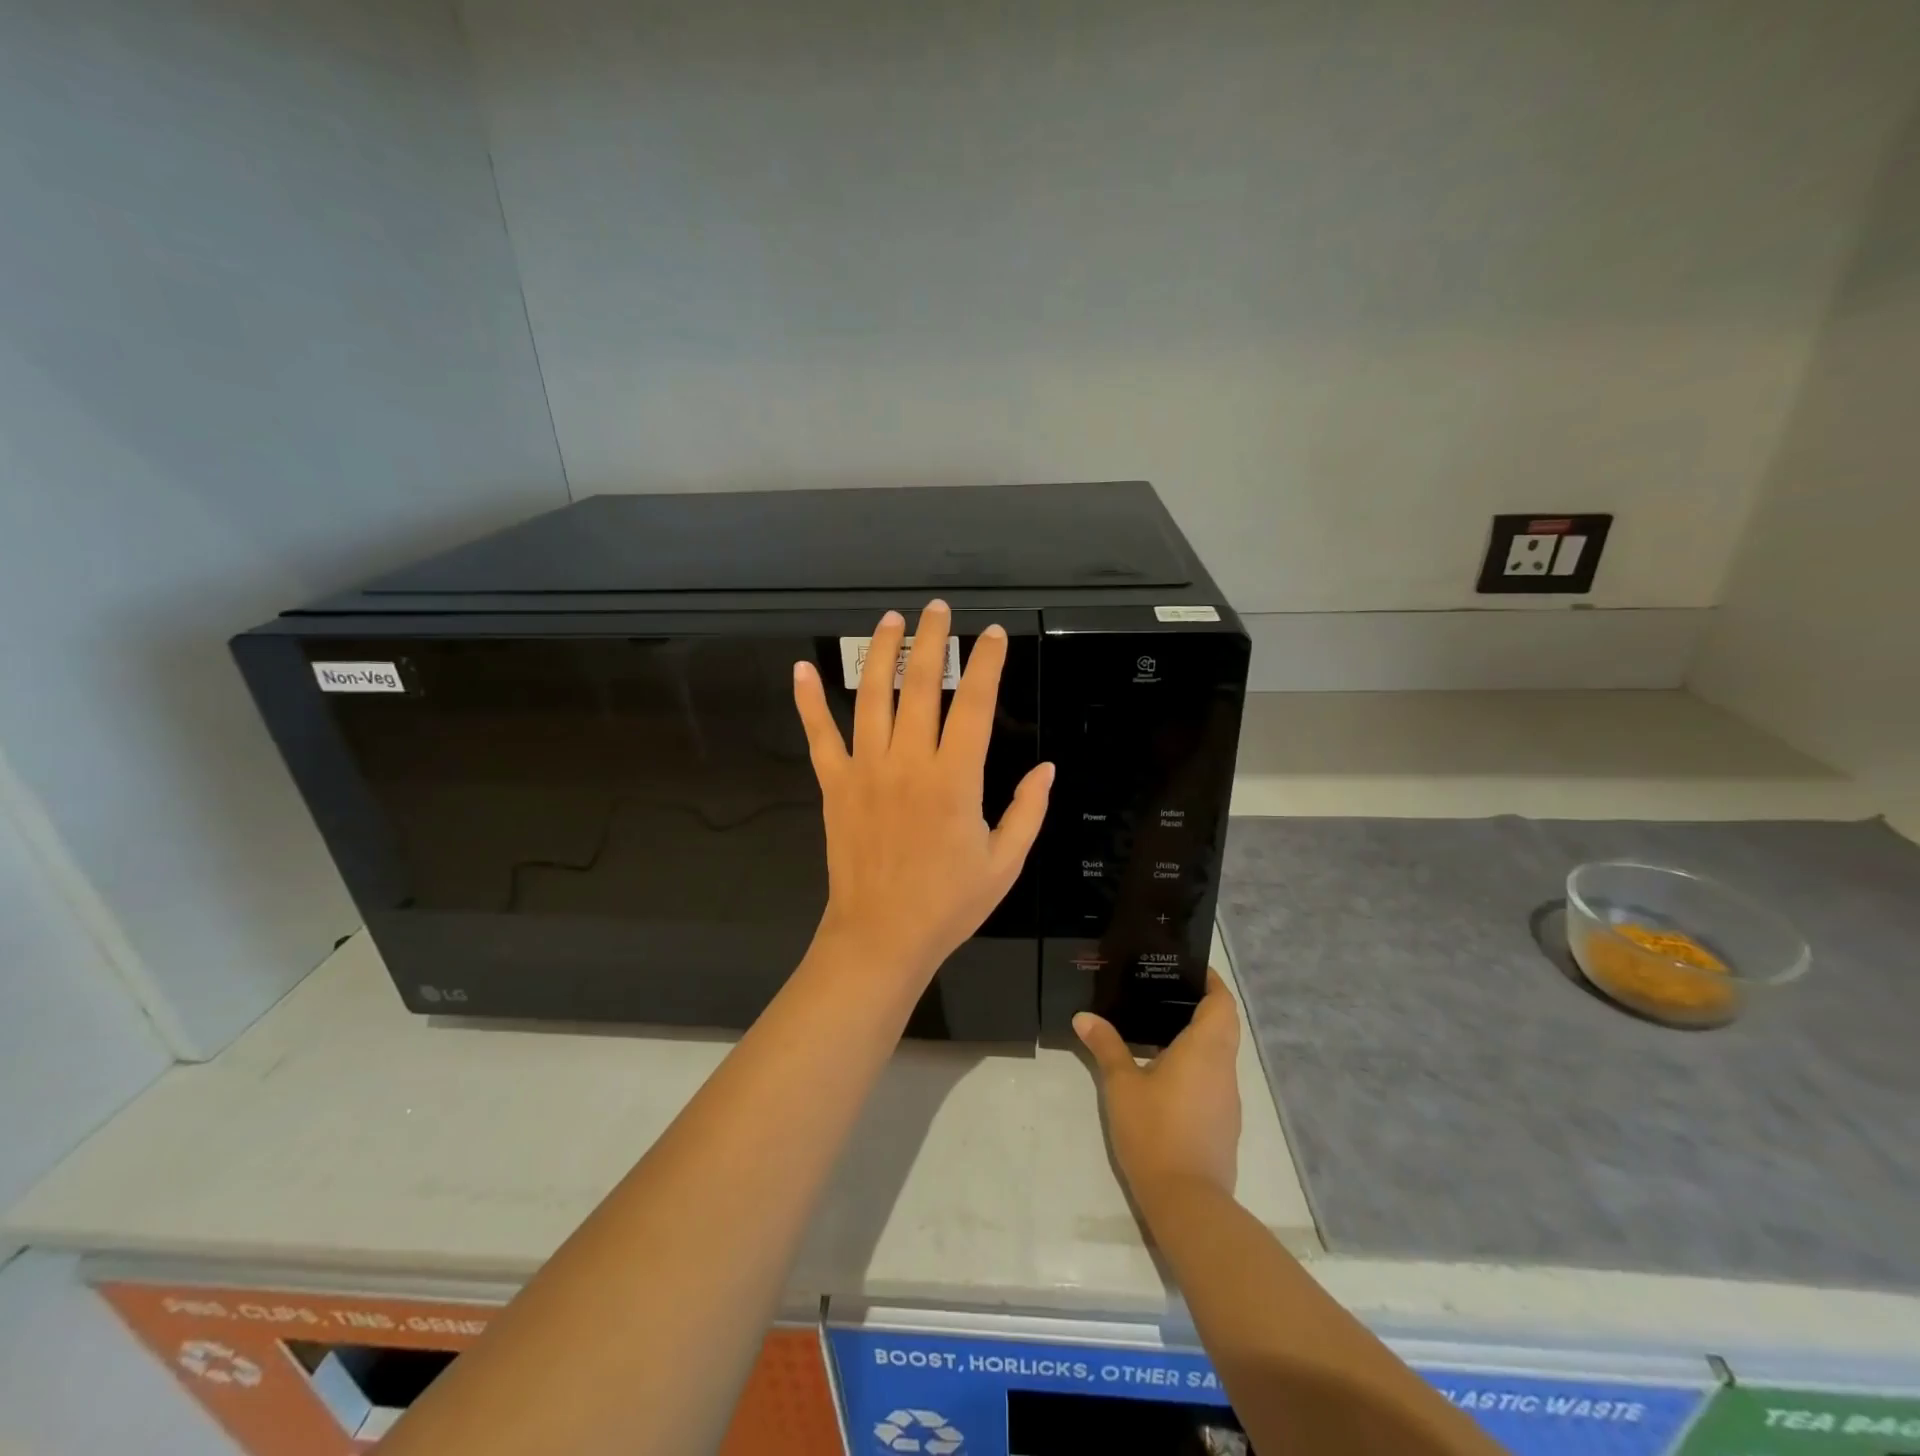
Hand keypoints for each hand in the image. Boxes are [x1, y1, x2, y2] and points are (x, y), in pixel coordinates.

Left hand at [793, 600, 1053, 984]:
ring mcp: (865, 770)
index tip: (992, 634)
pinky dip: (809, 702)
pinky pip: (819, 736)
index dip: (985, 663)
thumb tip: (1046, 769)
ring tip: (889, 621)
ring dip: (880, 653)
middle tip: (937, 610)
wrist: (881, 937)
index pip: (973, 704)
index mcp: (954, 779)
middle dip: (931, 640)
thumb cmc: (949, 903)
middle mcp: (908, 763)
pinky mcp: (834, 785)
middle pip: (919, 686)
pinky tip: (801, 670)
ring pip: (871, 697)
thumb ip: (1029, 810)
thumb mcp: (1005, 863)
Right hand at [1075, 969, 1242, 1205]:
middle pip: (1225, 1025)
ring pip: (1221, 1053)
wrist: (1187, 1201)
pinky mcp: (1224, 1123)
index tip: (1189, 969)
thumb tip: (1084, 1017)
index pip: (1222, 1003)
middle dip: (1203, 1005)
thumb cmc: (1155, 1131)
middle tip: (1165, 992)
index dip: (1212, 982)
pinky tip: (1166, 1072)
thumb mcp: (1122, 1084)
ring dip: (1200, 1036)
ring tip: (1159, 1027)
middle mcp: (1224, 1069)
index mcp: (1206, 1050)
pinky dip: (1198, 1064)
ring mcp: (1228, 1099)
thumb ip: (1106, 1046)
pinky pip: (1215, 1078)